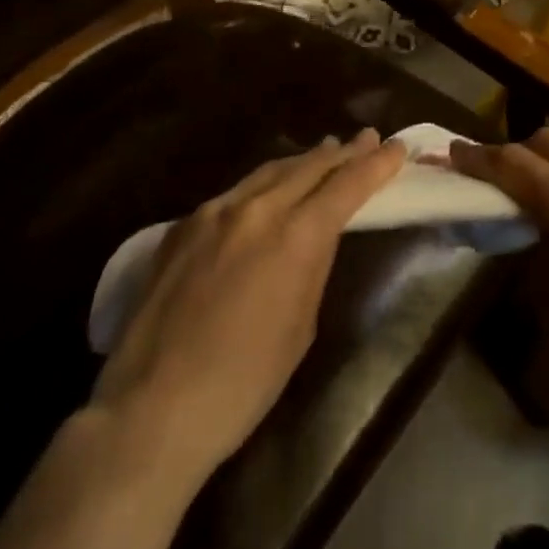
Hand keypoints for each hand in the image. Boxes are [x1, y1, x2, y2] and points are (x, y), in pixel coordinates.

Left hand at [90, 129, 406, 482]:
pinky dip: (263, 184)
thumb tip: (316, 236)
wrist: (151, 410)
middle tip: (366, 138)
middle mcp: (258, 208)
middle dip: (343, 152)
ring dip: (303, 161)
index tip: (397, 147)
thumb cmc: (243, 383)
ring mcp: (215, 212)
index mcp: (296, 235)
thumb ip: (312, 266)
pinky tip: (266, 192)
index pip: (348, 185)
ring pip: (270, 170)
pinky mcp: (183, 226)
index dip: (376, 164)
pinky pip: (235, 192)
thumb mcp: (301, 326)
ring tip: (325, 152)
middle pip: (310, 166)